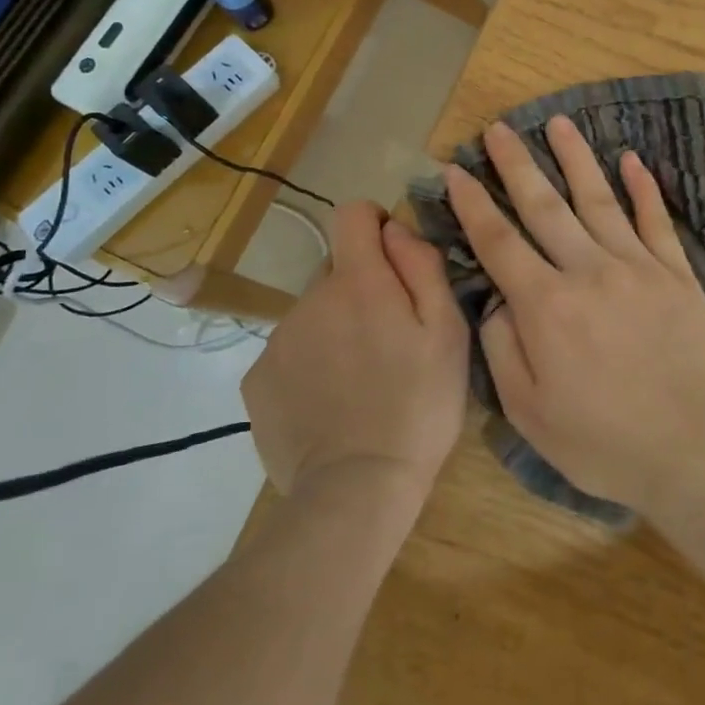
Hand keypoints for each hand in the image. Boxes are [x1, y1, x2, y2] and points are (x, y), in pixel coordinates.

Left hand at [244, 203, 468, 503]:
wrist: (358, 490)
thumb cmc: (419, 406)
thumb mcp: (447, 332)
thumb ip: (422, 266)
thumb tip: (395, 229)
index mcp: (358, 282)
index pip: (351, 214)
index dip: (374, 224)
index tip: (394, 258)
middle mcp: (309, 299)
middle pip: (336, 269)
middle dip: (362, 288)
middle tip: (389, 339)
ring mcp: (278, 340)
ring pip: (314, 313)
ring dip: (337, 329)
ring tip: (362, 379)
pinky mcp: (257, 380)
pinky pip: (290, 351)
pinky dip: (311, 364)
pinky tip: (332, 402)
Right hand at [444, 116, 704, 513]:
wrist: (689, 450)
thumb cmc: (600, 440)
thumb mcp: (527, 410)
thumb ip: (502, 346)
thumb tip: (497, 298)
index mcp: (546, 305)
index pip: (498, 241)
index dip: (473, 203)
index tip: (455, 169)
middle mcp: (588, 271)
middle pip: (545, 206)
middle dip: (517, 164)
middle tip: (500, 128)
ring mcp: (637, 267)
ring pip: (599, 200)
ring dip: (576, 158)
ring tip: (559, 122)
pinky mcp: (676, 275)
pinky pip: (656, 221)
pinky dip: (643, 189)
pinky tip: (632, 160)